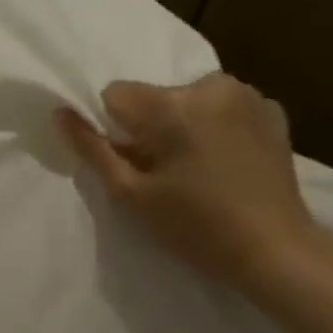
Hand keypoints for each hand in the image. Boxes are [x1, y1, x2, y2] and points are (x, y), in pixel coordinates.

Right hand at [56, 72, 322, 289]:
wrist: (273, 248)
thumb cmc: (193, 226)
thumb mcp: (131, 194)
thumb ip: (93, 150)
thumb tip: (60, 113)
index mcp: (174, 104)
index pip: (116, 94)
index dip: (114, 130)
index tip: (131, 164)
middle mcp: (212, 84)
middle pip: (155, 97)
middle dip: (150, 128)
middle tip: (163, 176)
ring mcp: (248, 94)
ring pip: (189, 101)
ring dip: (183, 127)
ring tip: (196, 171)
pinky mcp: (272, 110)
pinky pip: (224, 109)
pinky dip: (215, 129)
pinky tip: (225, 164)